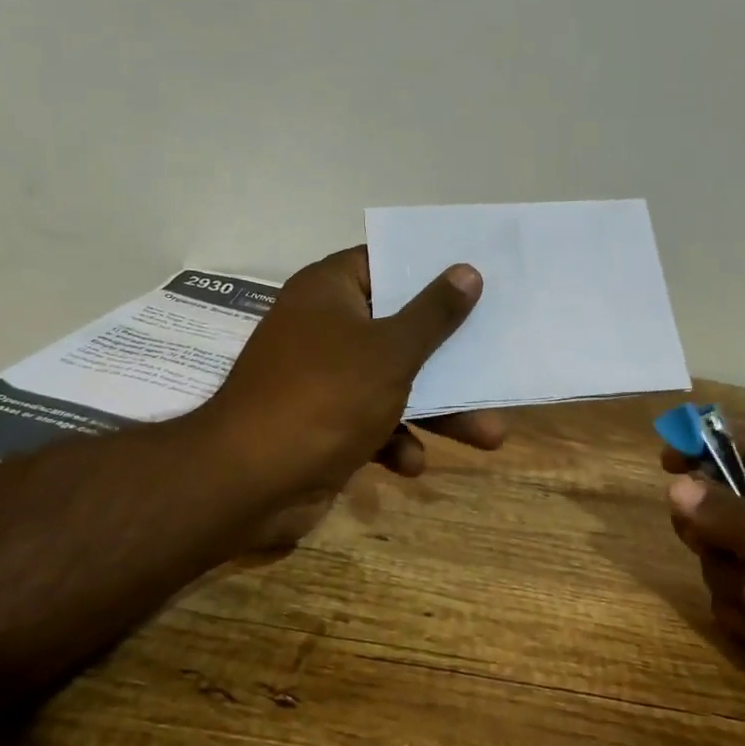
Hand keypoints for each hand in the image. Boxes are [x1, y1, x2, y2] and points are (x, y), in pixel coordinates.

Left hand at [202, 246, 506, 547]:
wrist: (249, 482)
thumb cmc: (325, 398)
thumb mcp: (390, 352)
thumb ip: (433, 314)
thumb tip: (467, 270)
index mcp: (330, 292)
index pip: (385, 263)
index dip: (430, 271)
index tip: (477, 278)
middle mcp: (324, 328)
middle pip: (399, 330)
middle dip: (449, 358)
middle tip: (495, 363)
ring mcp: (322, 379)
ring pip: (394, 383)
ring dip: (438, 411)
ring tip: (490, 437)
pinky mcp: (323, 425)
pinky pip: (372, 423)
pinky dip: (394, 442)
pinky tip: (410, 465)